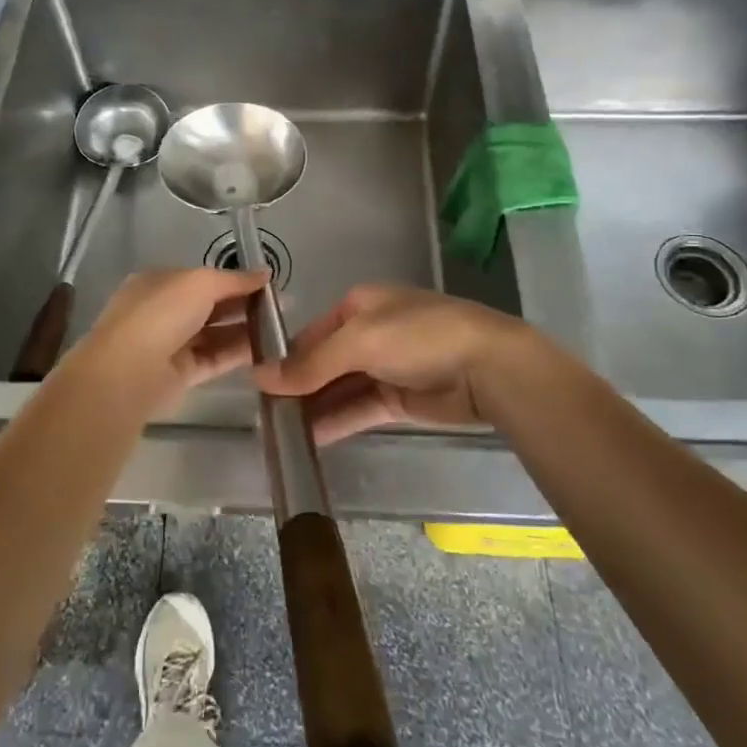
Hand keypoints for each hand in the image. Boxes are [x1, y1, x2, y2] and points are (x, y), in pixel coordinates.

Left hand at [55, 267, 269, 406]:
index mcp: (160, 282)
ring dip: (245, 330)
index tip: (268, 284)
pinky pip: (215, 359)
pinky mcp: (180, 374)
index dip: (235, 279)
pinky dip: (238, 353)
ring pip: (214, 334)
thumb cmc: (162, 312)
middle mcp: (163, 311)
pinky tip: (267, 350)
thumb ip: (235, 279)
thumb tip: (266, 273)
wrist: (129, 370)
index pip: (203, 278)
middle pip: (210, 305)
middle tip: (282, 307)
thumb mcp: (201, 282)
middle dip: (244, 304)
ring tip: (281, 328)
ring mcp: (171, 343)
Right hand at [255, 284, 559, 444]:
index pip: (311, 333)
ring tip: (281, 434)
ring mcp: (386, 368)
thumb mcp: (359, 341)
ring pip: (340, 389)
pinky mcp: (401, 400)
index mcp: (358, 306)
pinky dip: (338, 421)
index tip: (257, 384)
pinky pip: (360, 409)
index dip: (286, 358)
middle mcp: (370, 333)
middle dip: (297, 387)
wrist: (488, 367)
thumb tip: (260, 377)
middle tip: (264, 416)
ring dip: (314, 408)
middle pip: (324, 362)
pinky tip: (311, 440)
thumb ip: (311, 364)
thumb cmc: (418, 337)